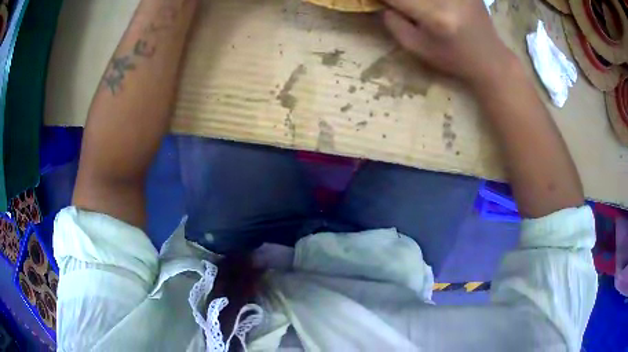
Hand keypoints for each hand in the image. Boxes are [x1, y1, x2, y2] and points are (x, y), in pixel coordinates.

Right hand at [381, 0, 516, 88]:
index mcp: (434, 16)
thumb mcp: (417, 48)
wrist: (489, 59)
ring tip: (415, 9)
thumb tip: (382, 1)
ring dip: (416, 1)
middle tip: (396, 6)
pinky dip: (430, 0)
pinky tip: (432, 6)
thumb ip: (393, 22)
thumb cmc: (453, 58)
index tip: (375, 2)